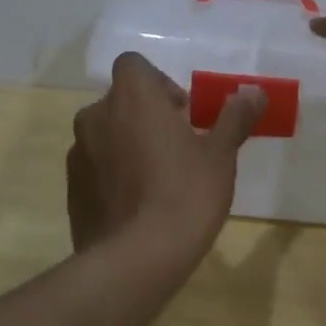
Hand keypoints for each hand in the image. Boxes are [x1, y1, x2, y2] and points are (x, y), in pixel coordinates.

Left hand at [66, 53, 264, 258]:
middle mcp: (96, 116)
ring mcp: (78, 154)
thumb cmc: (185, 194)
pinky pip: (95, 167)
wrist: (137, 259)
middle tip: (177, 147)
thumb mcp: (220, 155)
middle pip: (121, 101)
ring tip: (157, 180)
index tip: (182, 113)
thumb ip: (234, 118)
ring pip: (105, 135)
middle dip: (146, 116)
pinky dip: (113, 175)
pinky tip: (137, 206)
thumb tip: (254, 91)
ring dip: (127, 144)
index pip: (133, 65)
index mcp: (132, 98)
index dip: (158, 83)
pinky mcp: (72, 189)